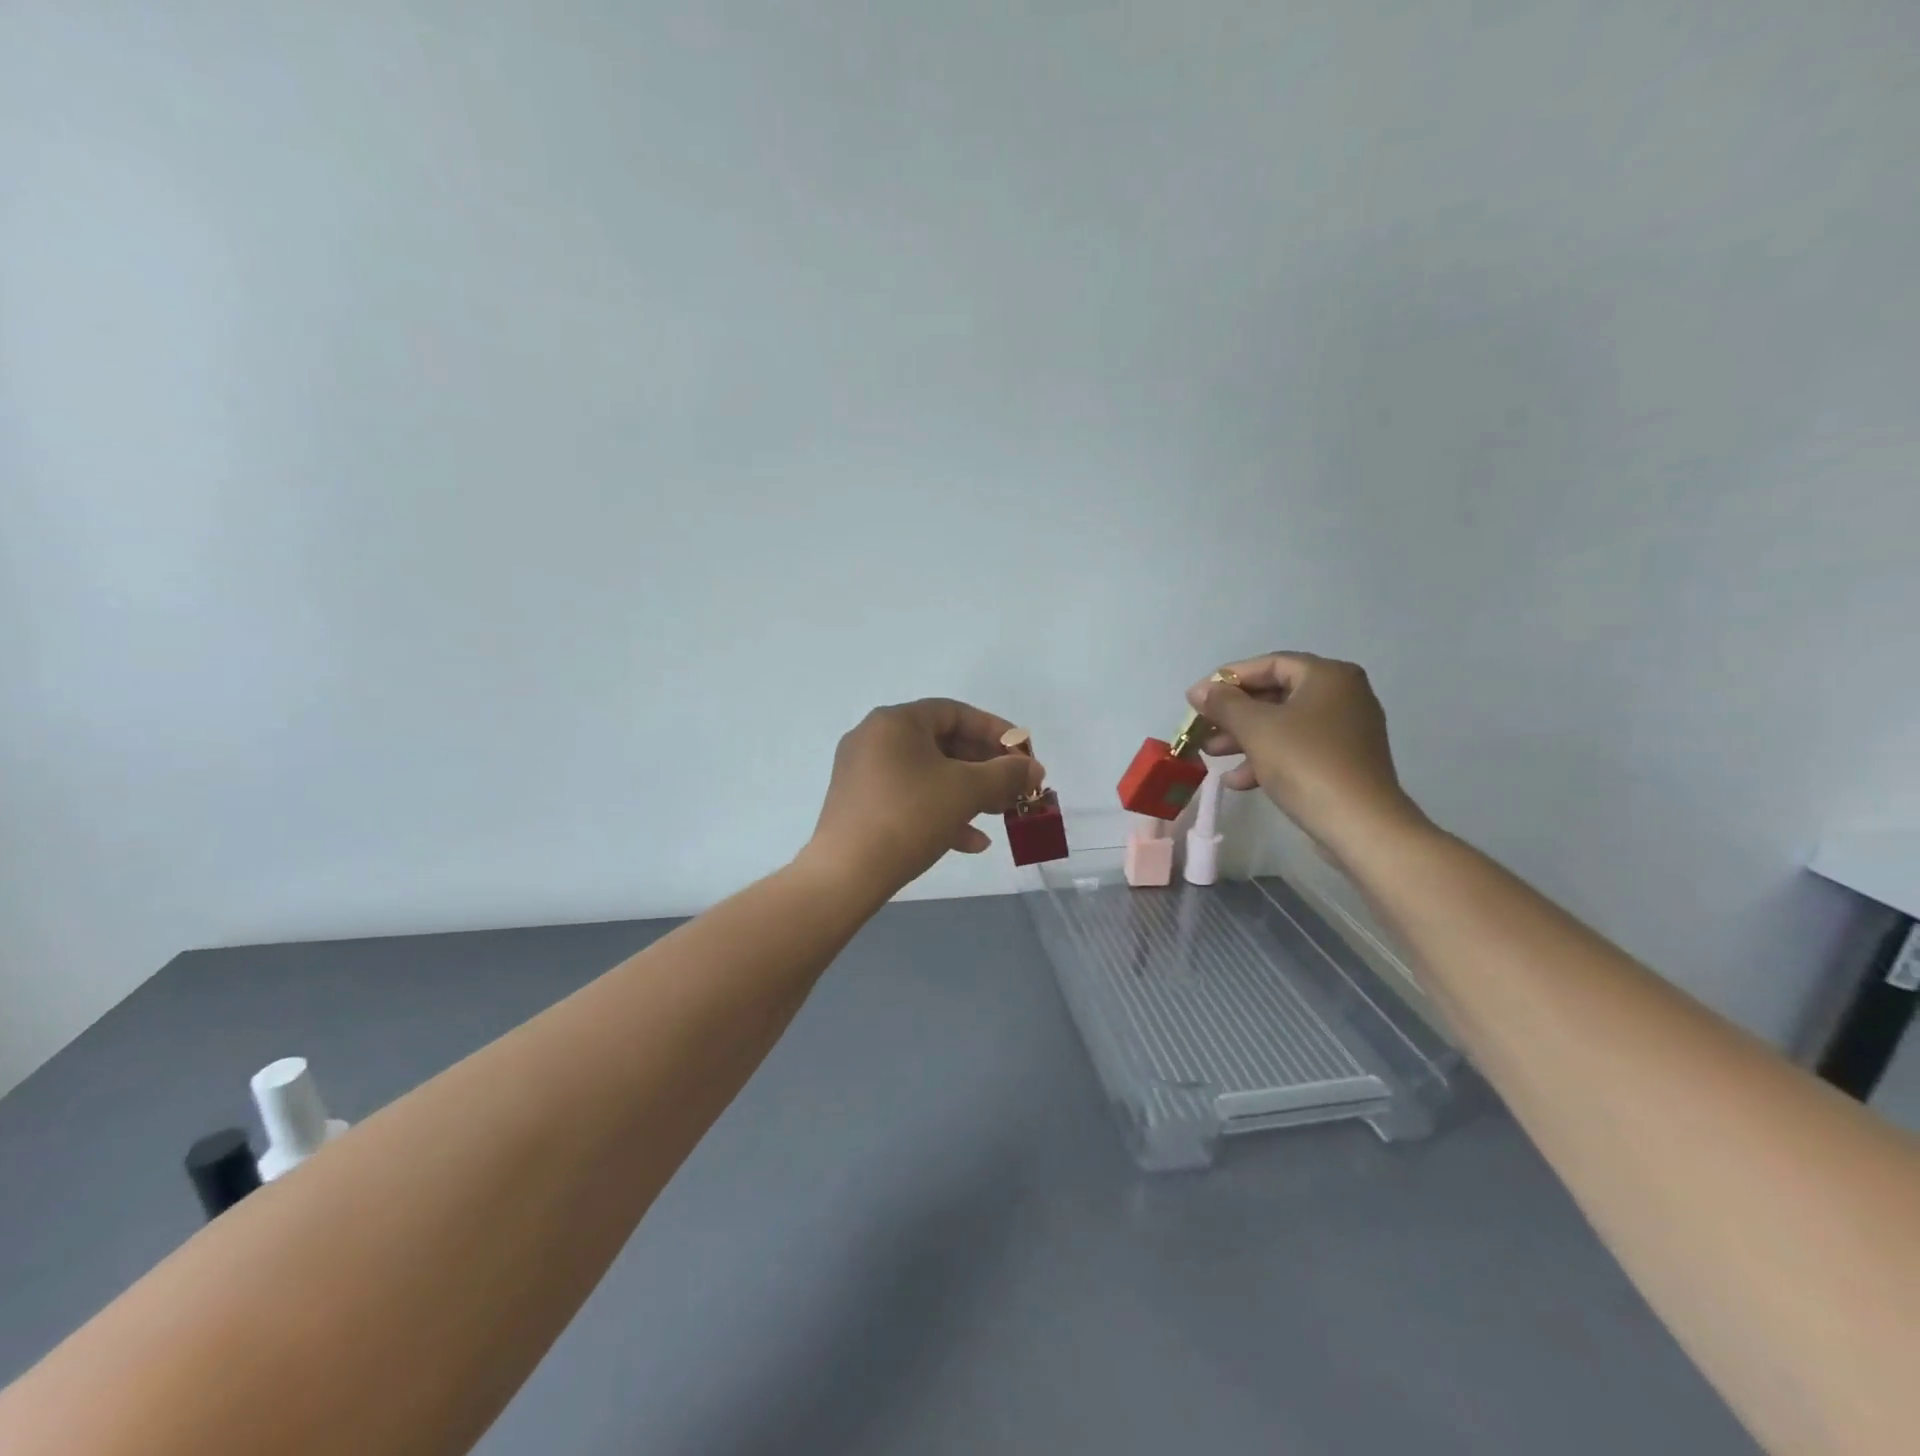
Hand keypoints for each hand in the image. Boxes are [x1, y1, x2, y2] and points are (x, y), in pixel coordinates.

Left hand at [804, 698, 1044, 895]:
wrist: (846, 874)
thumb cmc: (909, 816)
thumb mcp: (966, 791)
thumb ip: (1006, 775)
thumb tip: (1033, 768)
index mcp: (895, 722)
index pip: (955, 712)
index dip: (995, 730)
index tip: (1023, 753)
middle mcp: (874, 739)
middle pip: (942, 743)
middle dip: (984, 767)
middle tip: (1015, 787)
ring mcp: (863, 773)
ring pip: (928, 774)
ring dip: (967, 792)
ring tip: (1000, 814)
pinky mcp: (859, 806)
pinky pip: (909, 798)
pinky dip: (941, 812)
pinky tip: (971, 842)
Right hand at [1188, 653, 1425, 861]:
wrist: (1360, 824)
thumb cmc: (1305, 763)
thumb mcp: (1256, 728)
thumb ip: (1224, 704)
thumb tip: (1199, 690)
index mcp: (1327, 676)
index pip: (1269, 664)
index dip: (1228, 678)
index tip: (1197, 698)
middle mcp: (1343, 695)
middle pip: (1275, 695)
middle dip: (1233, 714)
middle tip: (1202, 728)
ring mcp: (1346, 730)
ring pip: (1283, 725)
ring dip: (1244, 738)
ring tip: (1211, 755)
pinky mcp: (1343, 762)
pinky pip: (1297, 749)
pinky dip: (1267, 758)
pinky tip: (1239, 781)